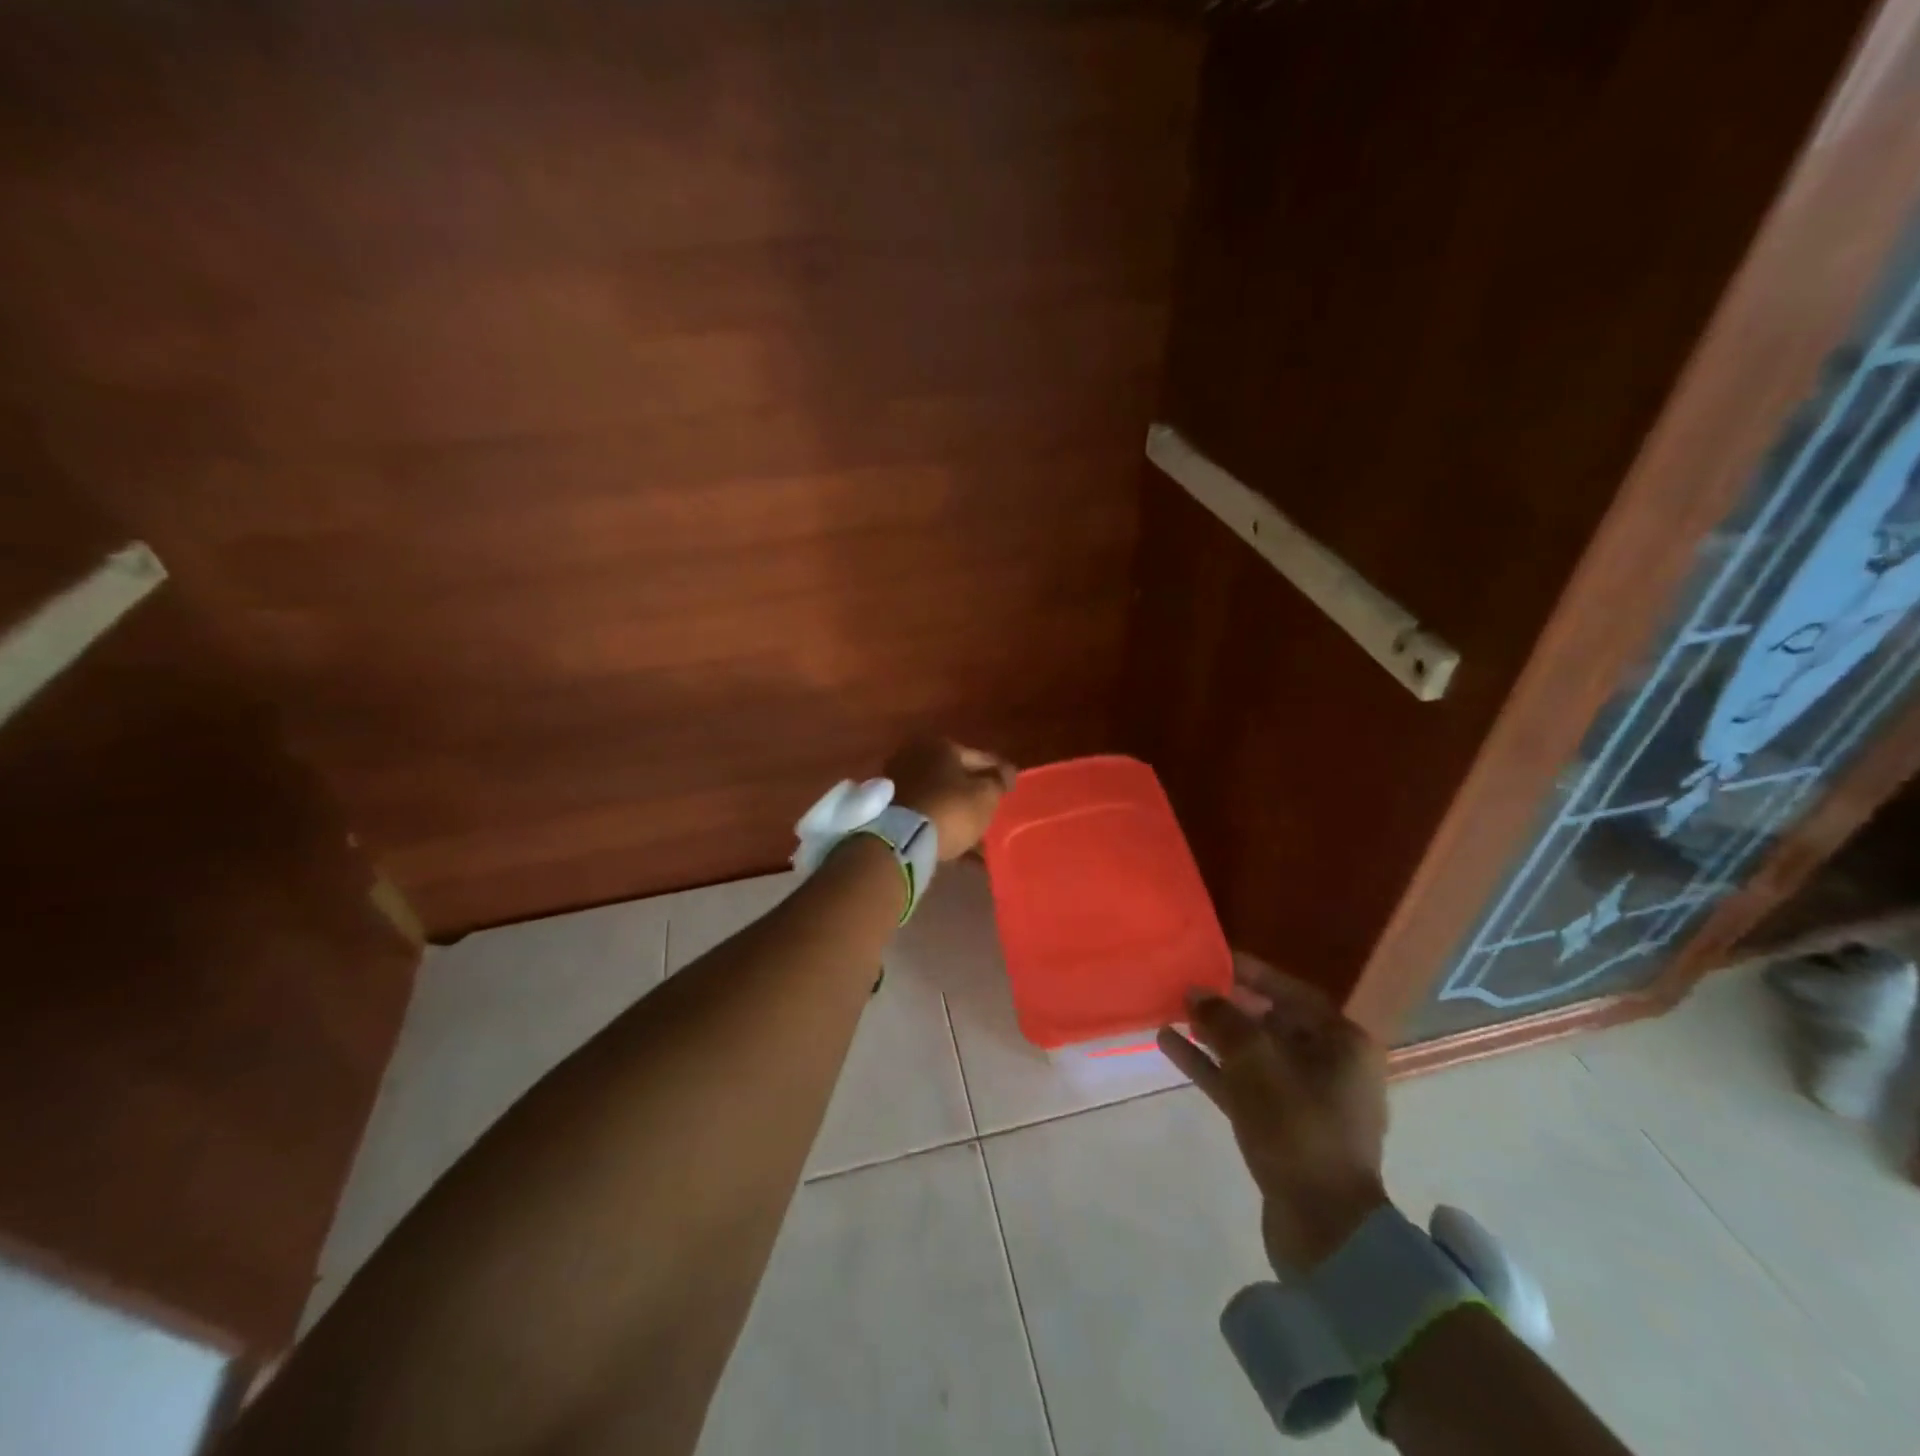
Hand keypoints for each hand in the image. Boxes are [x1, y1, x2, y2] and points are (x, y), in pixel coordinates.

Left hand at [885, 739, 1015, 861]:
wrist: (901, 840)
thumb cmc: (951, 809)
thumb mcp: (986, 795)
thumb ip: (998, 781)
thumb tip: (1006, 772)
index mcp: (941, 745)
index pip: (980, 757)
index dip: (999, 772)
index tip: (1011, 786)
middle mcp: (916, 755)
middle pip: (955, 775)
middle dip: (973, 791)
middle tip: (990, 808)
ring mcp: (899, 781)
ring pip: (939, 795)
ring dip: (956, 809)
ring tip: (975, 831)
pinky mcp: (889, 807)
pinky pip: (925, 812)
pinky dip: (940, 822)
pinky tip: (956, 841)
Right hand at [1158, 956, 1389, 1274]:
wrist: (1323, 1226)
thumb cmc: (1296, 1124)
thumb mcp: (1254, 1060)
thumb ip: (1222, 1018)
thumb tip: (1197, 991)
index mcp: (1342, 1042)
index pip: (1291, 992)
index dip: (1250, 973)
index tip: (1212, 959)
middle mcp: (1330, 1065)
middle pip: (1271, 1022)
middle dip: (1226, 1005)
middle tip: (1185, 987)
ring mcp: (1306, 1100)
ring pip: (1252, 1054)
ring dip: (1213, 1035)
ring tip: (1170, 1013)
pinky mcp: (1283, 1128)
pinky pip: (1243, 1084)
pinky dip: (1211, 1067)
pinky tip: (1170, 1046)